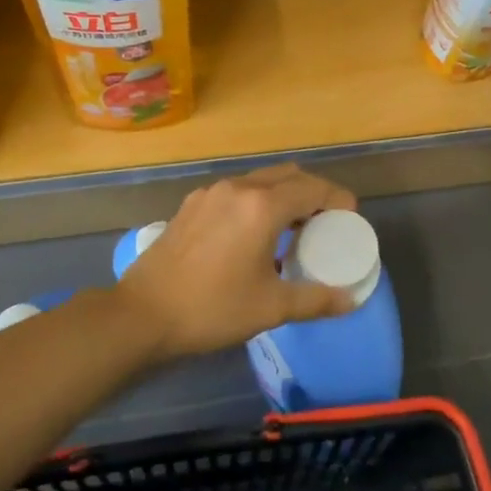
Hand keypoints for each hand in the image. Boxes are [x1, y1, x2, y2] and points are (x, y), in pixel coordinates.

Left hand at [114, 164, 358, 359]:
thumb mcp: (271, 308)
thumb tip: (350, 301)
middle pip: (288, 176)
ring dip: (283, 195)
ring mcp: (210, 194)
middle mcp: (237, 188)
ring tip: (291, 229)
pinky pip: (235, 192)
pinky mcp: (190, 205)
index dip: (338, 199)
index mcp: (262, 206)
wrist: (141, 314)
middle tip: (324, 223)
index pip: (313, 188)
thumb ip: (315, 300)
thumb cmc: (212, 309)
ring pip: (259, 180)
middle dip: (313, 193)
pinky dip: (255, 202)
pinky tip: (252, 235)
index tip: (349, 219)